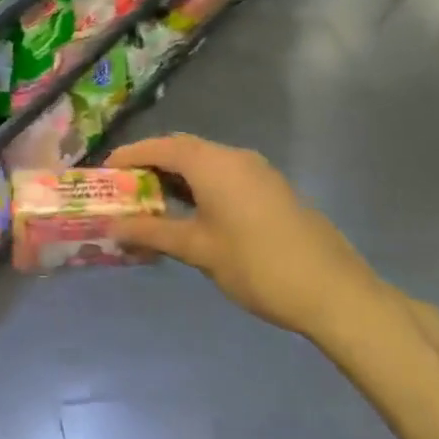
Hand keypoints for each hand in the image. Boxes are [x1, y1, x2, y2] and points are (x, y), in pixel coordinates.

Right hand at [106, 134, 384, 342]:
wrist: (334, 291)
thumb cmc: (257, 265)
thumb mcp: (198, 249)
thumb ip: (153, 233)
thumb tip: (113, 228)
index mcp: (212, 163)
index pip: (159, 147)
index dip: (129, 156)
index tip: (104, 172)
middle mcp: (234, 157)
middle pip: (182, 149)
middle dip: (151, 164)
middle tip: (125, 188)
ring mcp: (257, 171)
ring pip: (205, 162)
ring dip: (176, 176)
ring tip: (151, 202)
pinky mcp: (271, 189)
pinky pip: (223, 174)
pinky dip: (199, 185)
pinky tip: (191, 213)